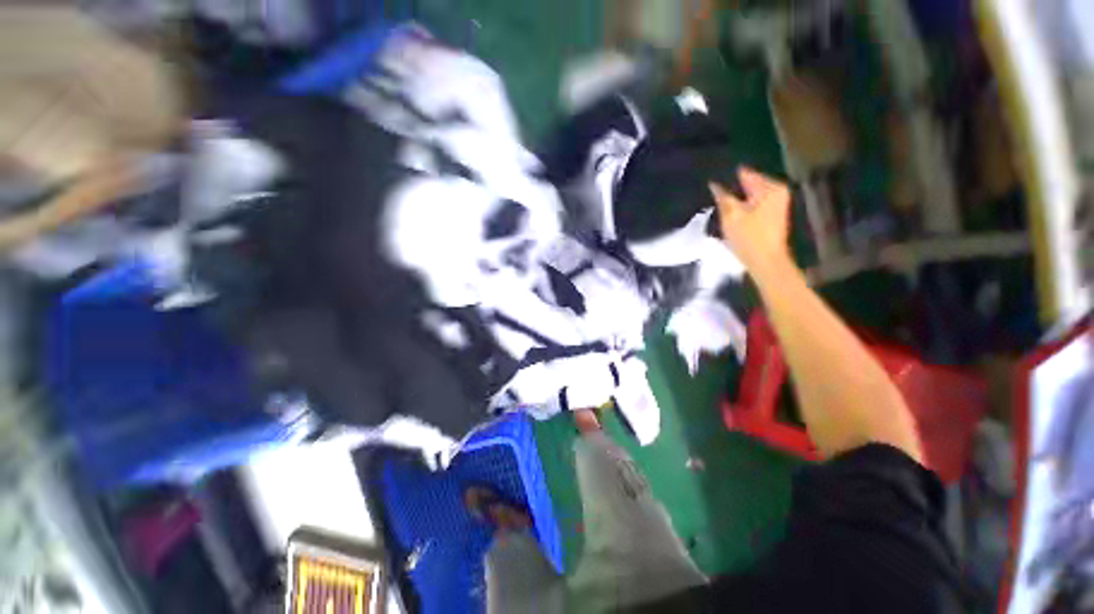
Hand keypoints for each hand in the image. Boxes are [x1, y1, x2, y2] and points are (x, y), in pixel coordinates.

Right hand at [709, 167, 792, 274]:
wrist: (766, 261)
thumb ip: (722, 197)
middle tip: (716, 199)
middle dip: (733, 190)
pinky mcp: (774, 215)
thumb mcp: (730, 216)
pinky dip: (744, 208)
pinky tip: (733, 216)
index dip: (728, 179)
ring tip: (722, 207)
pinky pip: (755, 204)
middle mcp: (777, 191)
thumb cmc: (748, 237)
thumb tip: (714, 184)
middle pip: (749, 184)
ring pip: (751, 195)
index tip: (713, 183)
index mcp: (770, 188)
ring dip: (738, 200)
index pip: (745, 174)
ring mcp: (778, 203)